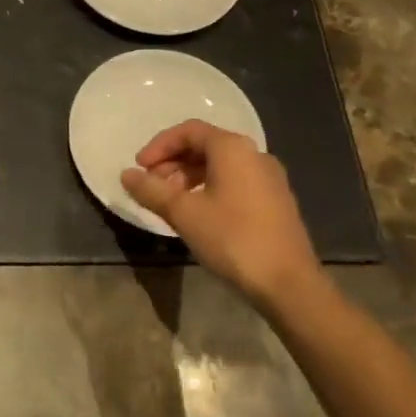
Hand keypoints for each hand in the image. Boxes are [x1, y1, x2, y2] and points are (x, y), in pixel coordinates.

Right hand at [121, 120, 326, 308]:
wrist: (289, 285)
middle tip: (151, 186)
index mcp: (232, 148)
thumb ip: (151, 190)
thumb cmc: (233, 239)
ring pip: (220, 166)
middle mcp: (254, 154)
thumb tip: (126, 174)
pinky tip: (199, 215)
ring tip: (171, 203)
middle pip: (205, 146)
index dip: (159, 146)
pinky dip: (210, 189)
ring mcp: (269, 179)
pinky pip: (235, 182)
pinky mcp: (276, 201)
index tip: (139, 168)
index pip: (188, 131)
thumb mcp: (184, 213)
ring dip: (190, 177)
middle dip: (173, 163)